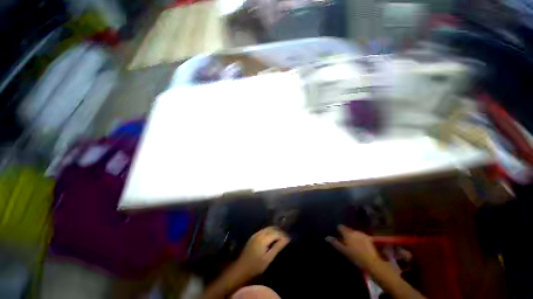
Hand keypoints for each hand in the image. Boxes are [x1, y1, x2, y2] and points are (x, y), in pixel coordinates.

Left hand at [234, 226, 289, 279]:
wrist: (241, 269)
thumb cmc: (255, 267)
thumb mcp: (268, 259)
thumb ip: (277, 247)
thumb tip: (286, 239)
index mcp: (263, 239)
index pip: (276, 233)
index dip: (283, 235)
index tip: (289, 239)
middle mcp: (259, 234)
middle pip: (271, 228)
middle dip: (279, 231)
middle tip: (286, 237)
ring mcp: (255, 234)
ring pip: (267, 228)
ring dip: (275, 230)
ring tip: (281, 237)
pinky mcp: (253, 237)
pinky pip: (263, 230)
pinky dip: (269, 231)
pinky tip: (272, 237)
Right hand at [326, 225, 380, 270]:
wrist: (372, 262)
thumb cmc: (355, 256)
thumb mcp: (343, 251)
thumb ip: (335, 243)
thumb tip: (327, 237)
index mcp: (347, 233)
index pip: (340, 226)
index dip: (338, 231)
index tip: (338, 237)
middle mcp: (354, 231)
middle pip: (347, 229)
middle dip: (346, 234)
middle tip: (345, 242)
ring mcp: (362, 234)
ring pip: (354, 232)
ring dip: (353, 236)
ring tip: (353, 245)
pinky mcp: (369, 238)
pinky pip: (361, 236)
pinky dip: (359, 239)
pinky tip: (361, 246)